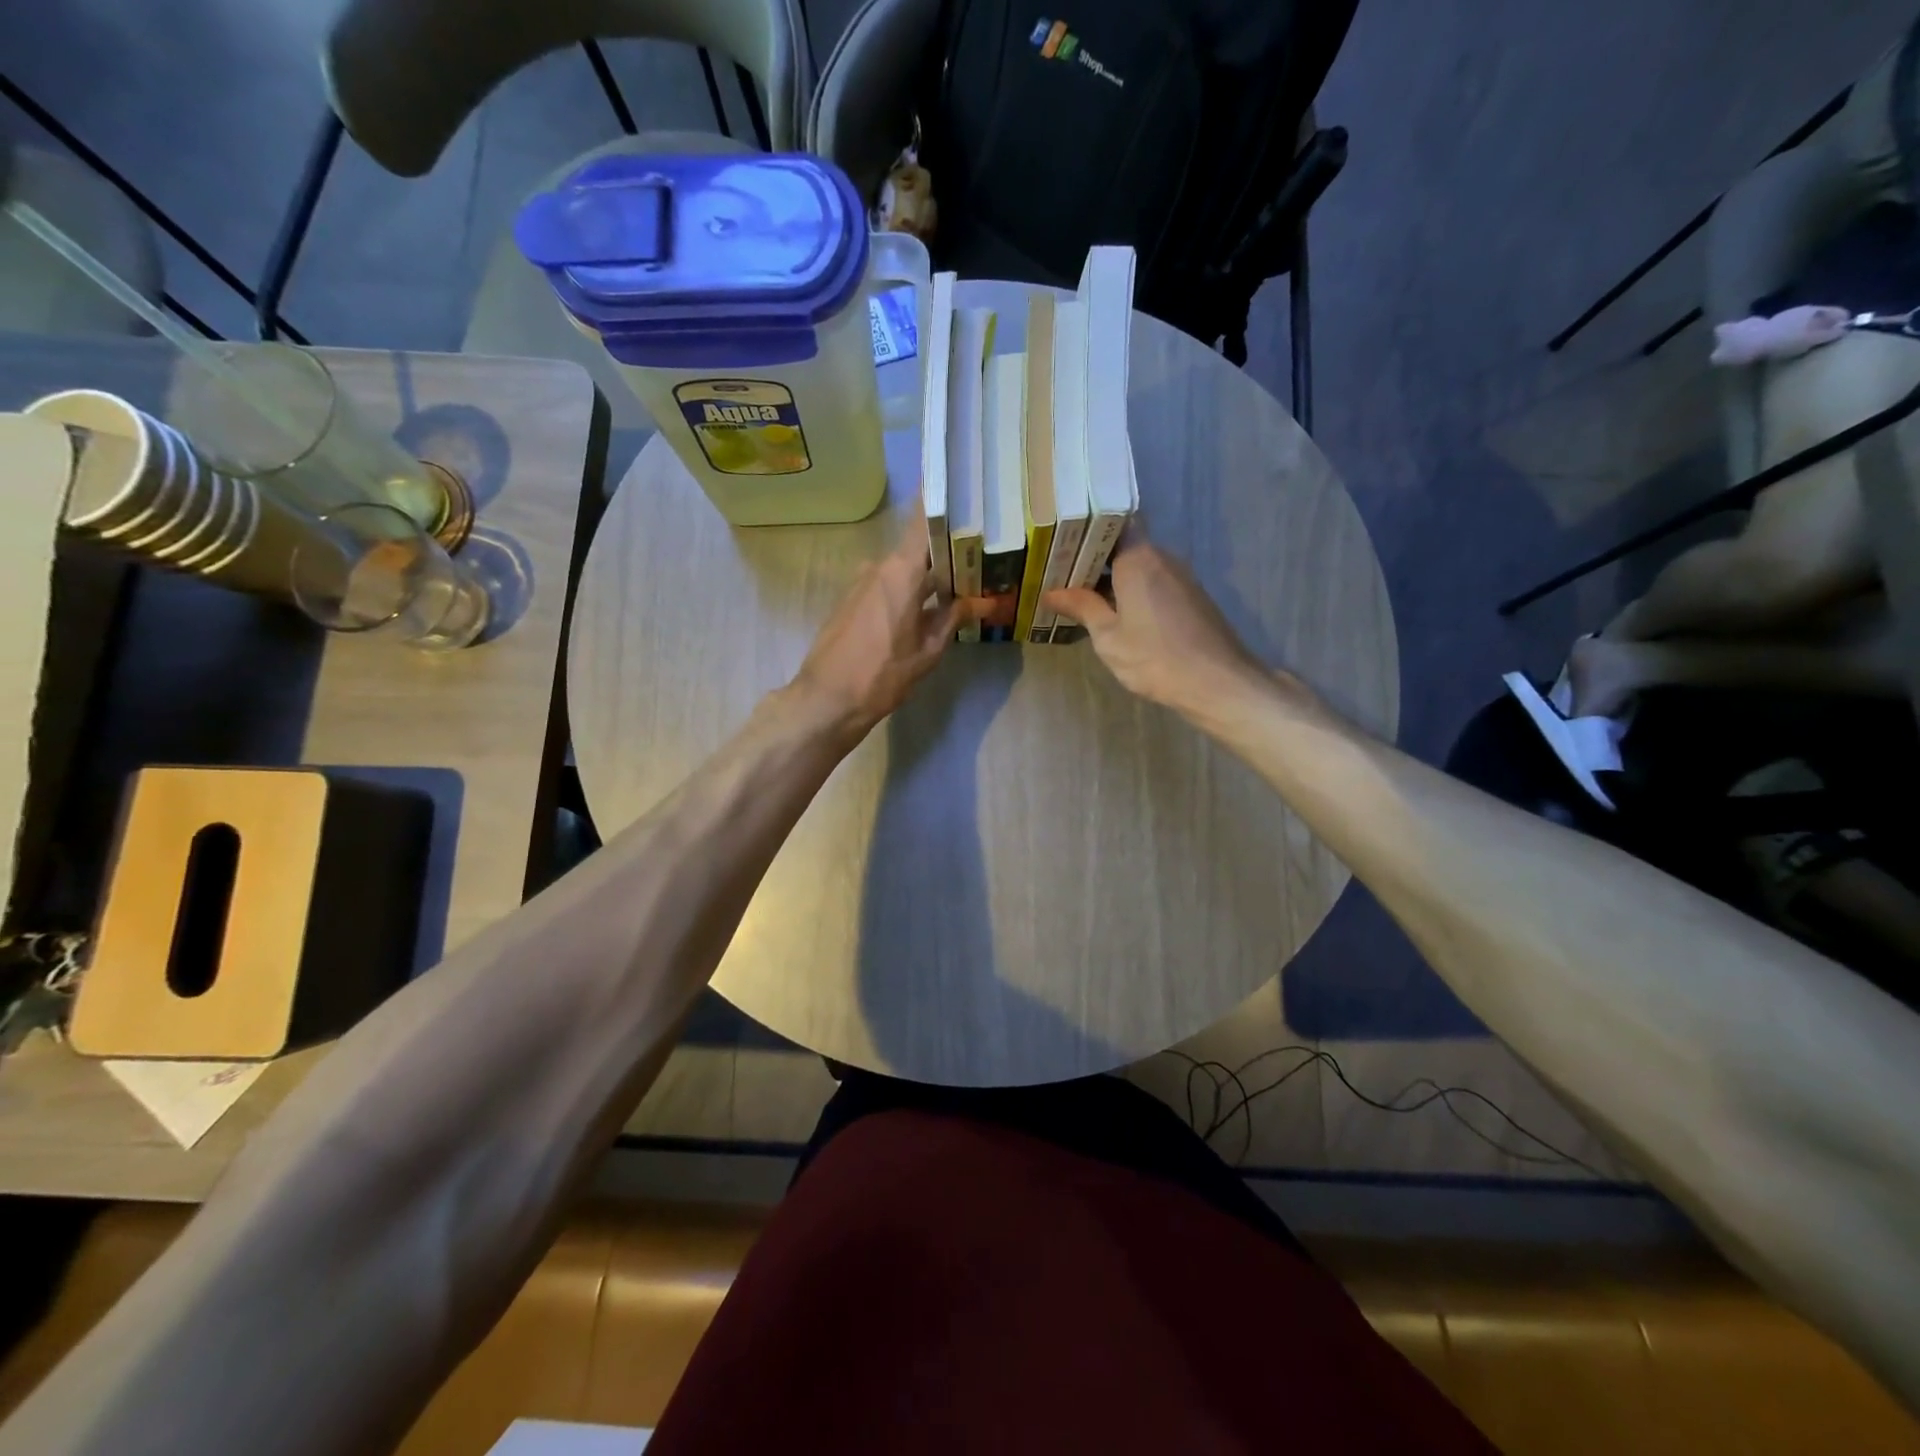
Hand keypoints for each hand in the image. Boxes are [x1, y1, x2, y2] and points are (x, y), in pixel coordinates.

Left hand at [789, 505, 968, 739]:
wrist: (826, 699)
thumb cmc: (882, 675)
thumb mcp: (927, 650)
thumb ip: (954, 618)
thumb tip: (984, 601)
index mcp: (900, 571)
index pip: (923, 520)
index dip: (945, 504)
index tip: (968, 494)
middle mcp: (879, 566)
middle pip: (918, 547)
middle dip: (948, 551)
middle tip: (982, 554)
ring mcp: (861, 582)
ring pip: (903, 568)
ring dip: (929, 574)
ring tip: (962, 584)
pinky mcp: (851, 600)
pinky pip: (888, 584)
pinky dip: (909, 589)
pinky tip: (929, 605)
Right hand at [1044, 535, 1263, 713]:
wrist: (1217, 683)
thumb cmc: (1155, 658)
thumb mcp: (1108, 637)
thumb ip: (1082, 607)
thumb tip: (1052, 592)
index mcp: (1138, 559)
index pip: (1113, 523)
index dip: (1087, 529)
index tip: (1061, 544)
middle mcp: (1162, 558)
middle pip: (1125, 545)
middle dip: (1095, 558)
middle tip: (1062, 573)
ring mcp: (1181, 577)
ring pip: (1140, 565)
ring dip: (1114, 577)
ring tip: (1083, 595)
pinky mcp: (1192, 596)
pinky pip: (1155, 582)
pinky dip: (1134, 590)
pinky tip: (1117, 612)